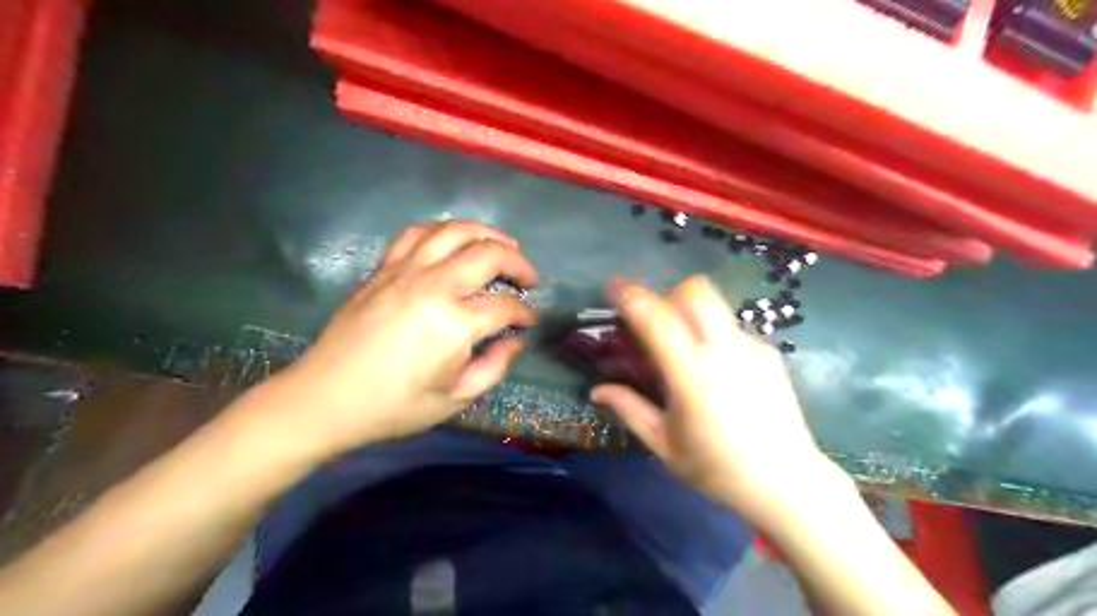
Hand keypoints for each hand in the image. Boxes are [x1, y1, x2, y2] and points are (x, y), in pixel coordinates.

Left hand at [254, 218, 536, 456]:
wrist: (325, 399)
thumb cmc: (393, 406)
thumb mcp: (454, 399)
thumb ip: (493, 368)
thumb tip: (513, 341)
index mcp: (454, 324)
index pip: (505, 306)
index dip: (524, 313)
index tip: (529, 321)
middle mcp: (433, 286)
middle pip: (489, 254)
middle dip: (519, 263)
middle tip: (529, 278)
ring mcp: (405, 271)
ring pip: (455, 231)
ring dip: (487, 234)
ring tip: (503, 245)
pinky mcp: (383, 269)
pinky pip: (418, 233)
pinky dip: (444, 231)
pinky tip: (455, 242)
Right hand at [596, 274, 840, 527]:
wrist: (787, 482)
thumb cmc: (718, 469)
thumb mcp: (665, 445)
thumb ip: (630, 410)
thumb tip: (597, 390)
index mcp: (692, 376)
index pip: (657, 320)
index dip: (632, 297)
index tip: (614, 287)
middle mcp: (724, 351)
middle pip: (695, 292)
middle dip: (668, 294)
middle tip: (654, 320)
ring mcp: (751, 348)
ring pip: (716, 305)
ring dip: (691, 311)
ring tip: (684, 344)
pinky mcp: (769, 353)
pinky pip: (732, 328)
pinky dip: (714, 334)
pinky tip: (717, 369)